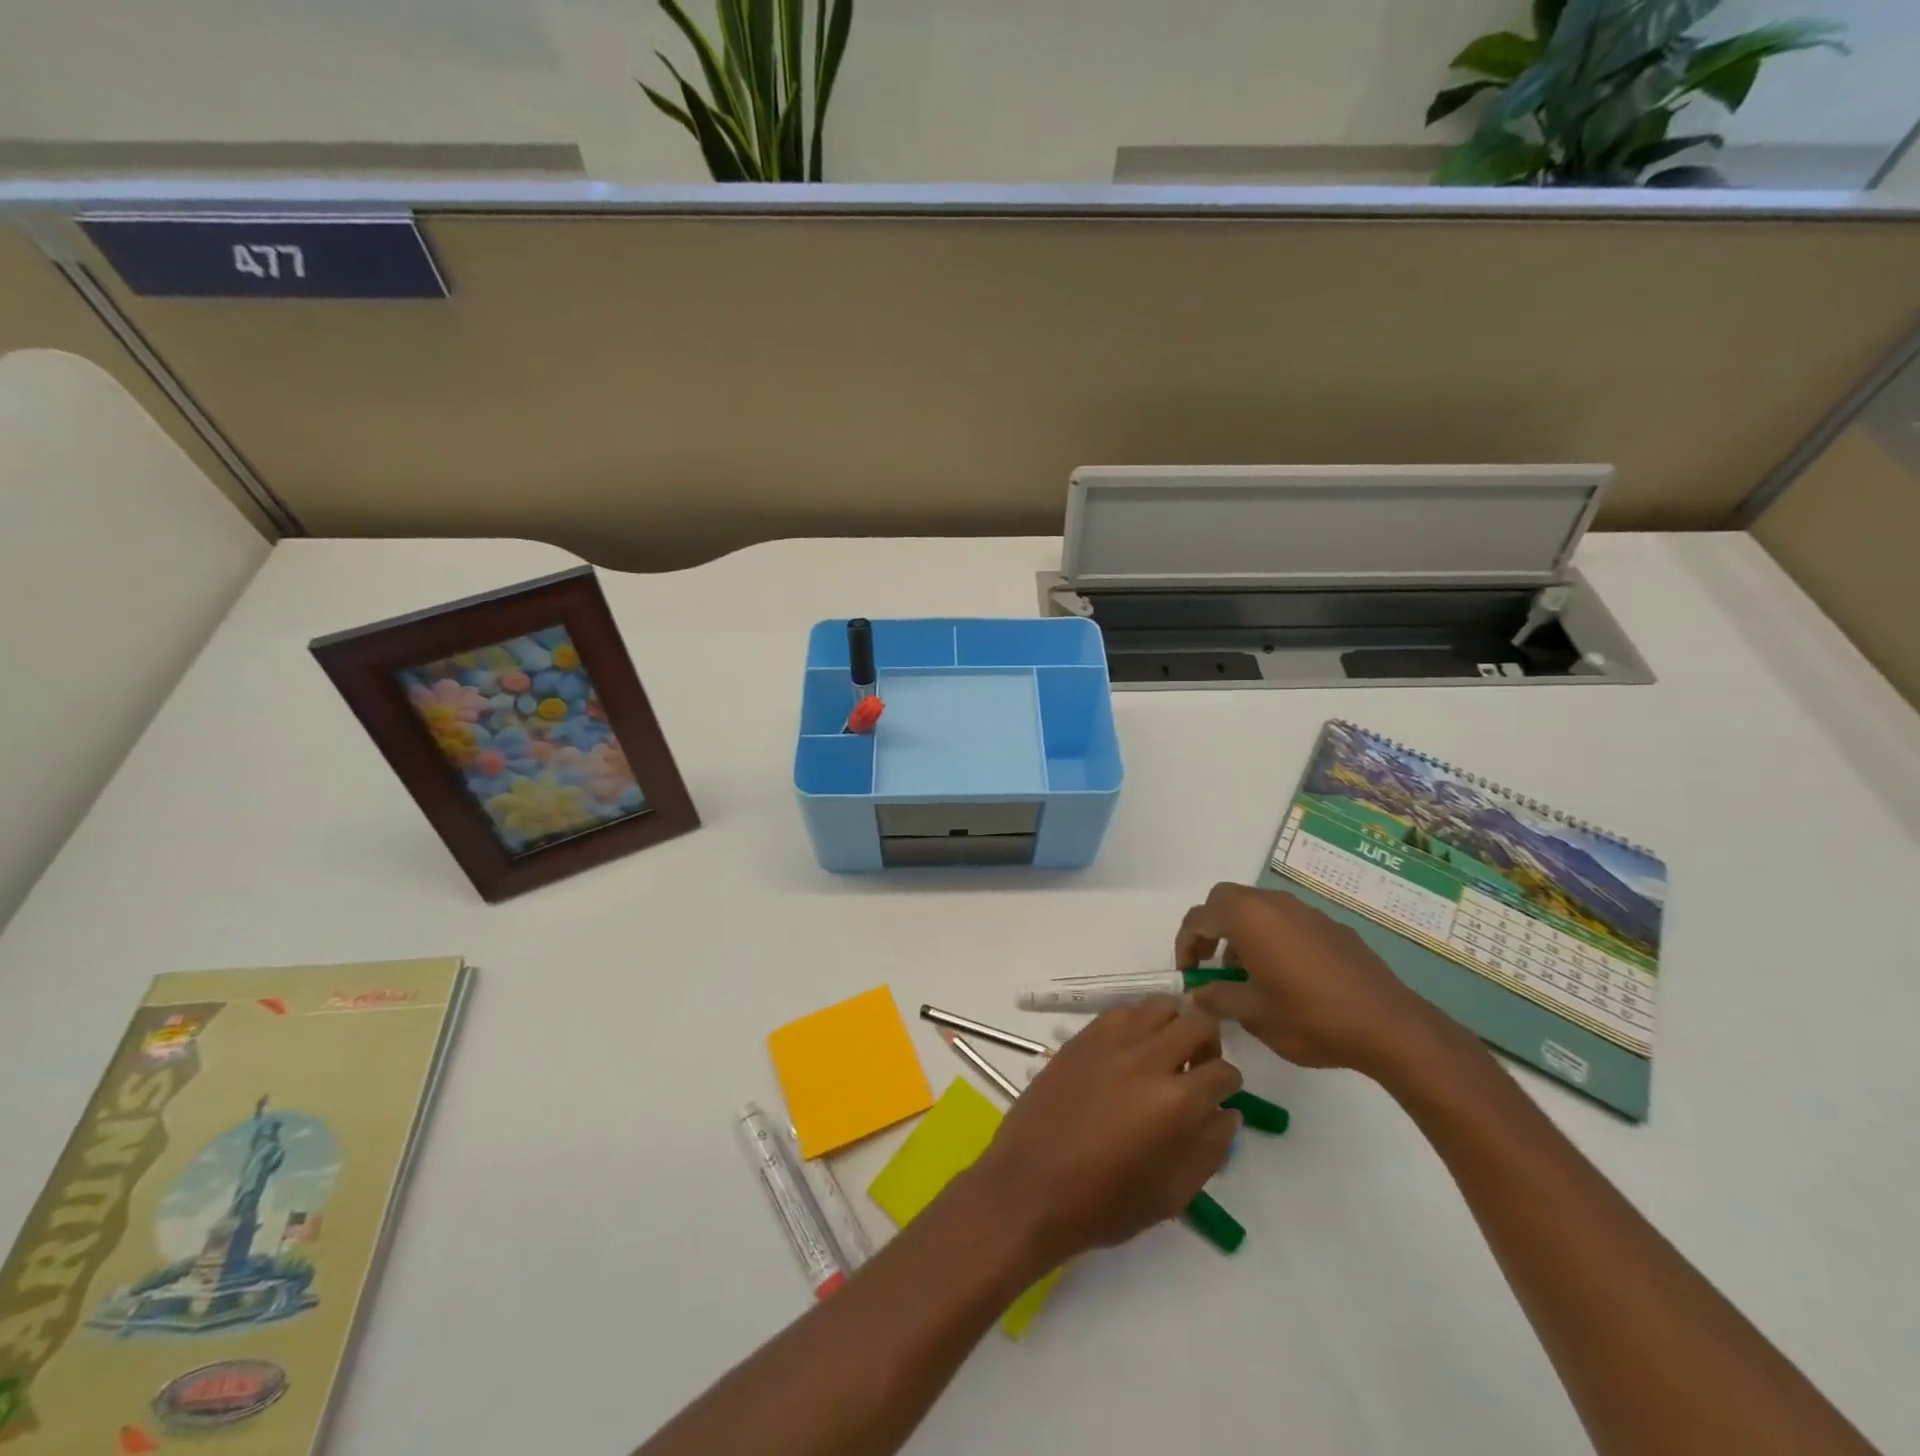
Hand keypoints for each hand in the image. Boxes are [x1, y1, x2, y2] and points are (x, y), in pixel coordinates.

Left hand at [971, 998, 1241, 1266]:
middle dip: (1209, 1043)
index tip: (1220, 1096)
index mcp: (1176, 1102)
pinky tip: (1129, 1051)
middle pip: (1197, 1021)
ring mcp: (1111, 1042)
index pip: (1224, 1072)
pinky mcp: (1081, 1037)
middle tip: (1197, 1068)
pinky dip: (1136, 1023)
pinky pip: (1122, 1012)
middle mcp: (1147, 1059)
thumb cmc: (1103, 1203)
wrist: (1029, 1186)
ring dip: (1173, 1024)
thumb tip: (1226, 1112)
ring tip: (1164, 1054)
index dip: (1229, 1085)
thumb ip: (1209, 1149)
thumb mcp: (1172, 1193)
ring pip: (1159, 1005)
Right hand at [1177, 881, 1458, 1078]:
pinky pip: (1288, 922)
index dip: (1185, 943)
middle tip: (1211, 965)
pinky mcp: (1332, 927)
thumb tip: (1196, 994)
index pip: (1199, 917)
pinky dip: (1273, 938)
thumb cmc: (1310, 1017)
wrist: (1389, 1025)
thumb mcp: (1253, 1015)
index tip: (1188, 973)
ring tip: (1247, 975)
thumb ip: (1217, 998)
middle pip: (1227, 901)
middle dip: (1212, 928)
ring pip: (1259, 909)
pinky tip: (1286, 977)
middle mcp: (1274, 903)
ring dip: (1242, 932)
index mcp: (1248, 918)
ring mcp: (1306, 912)